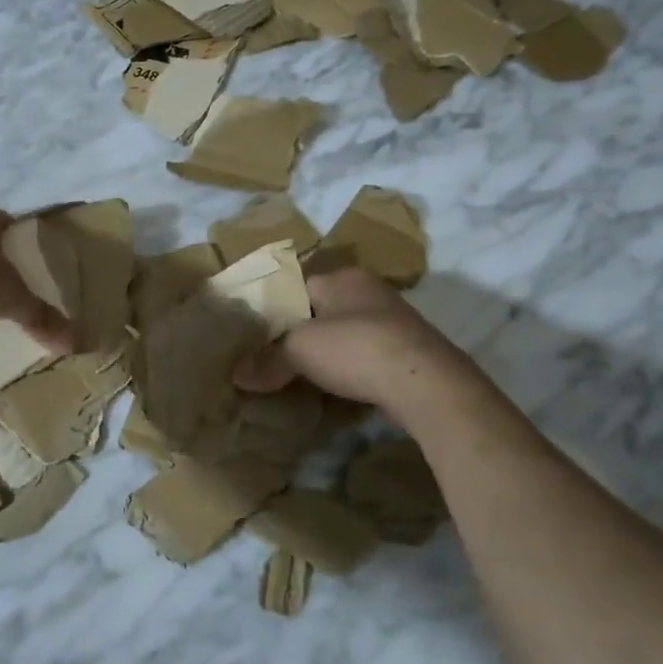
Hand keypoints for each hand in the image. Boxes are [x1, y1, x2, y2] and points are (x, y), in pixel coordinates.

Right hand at [234, 267, 470, 415]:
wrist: (426, 384)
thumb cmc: (356, 349)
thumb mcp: (300, 351)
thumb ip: (268, 361)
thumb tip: (237, 376)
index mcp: (343, 277)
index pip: (297, 284)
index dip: (274, 307)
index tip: (256, 331)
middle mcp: (369, 291)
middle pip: (321, 309)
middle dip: (300, 331)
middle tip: (272, 355)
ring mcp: (393, 321)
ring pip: (345, 333)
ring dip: (327, 352)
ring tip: (297, 373)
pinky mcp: (407, 352)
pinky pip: (365, 356)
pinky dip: (349, 368)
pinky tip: (333, 386)